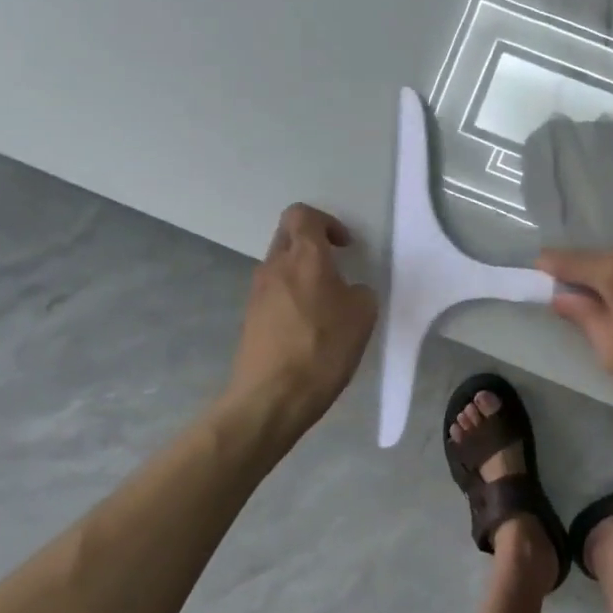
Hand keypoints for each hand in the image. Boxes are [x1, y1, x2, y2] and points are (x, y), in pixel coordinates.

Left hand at [227, 204, 378, 429]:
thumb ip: (358, 292)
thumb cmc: (323, 348)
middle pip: (288, 236)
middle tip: (335, 269)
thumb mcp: (363, 315)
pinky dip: (291, 299)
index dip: (326, 222)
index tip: (344, 246)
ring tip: (325, 304)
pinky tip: (308, 329)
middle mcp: (274, 266)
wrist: (271, 398)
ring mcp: (257, 293)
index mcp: (304, 256)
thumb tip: (348, 291)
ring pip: (279, 267)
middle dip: (312, 245)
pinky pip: (273, 294)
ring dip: (301, 274)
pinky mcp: (249, 319)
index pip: (302, 214)